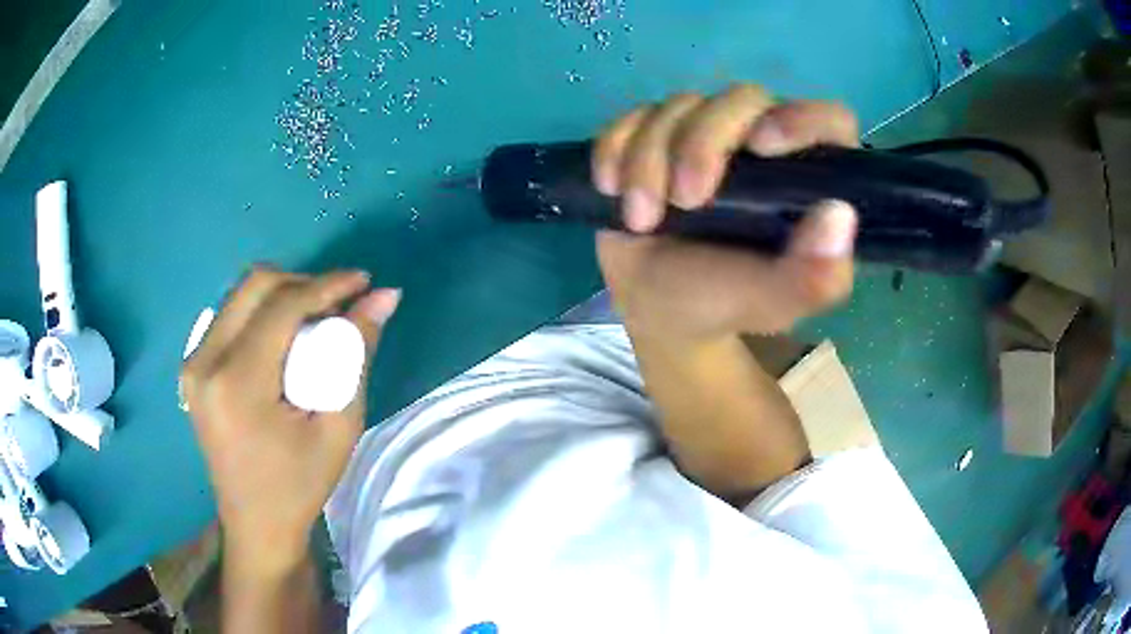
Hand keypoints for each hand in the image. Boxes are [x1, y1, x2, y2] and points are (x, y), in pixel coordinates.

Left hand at [180, 267, 399, 574]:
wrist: (256, 524)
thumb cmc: (300, 486)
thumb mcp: (338, 427)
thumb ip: (357, 355)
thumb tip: (384, 298)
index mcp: (237, 382)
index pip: (282, 305)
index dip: (327, 284)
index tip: (365, 281)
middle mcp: (205, 361)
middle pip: (255, 284)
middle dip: (303, 282)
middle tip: (340, 303)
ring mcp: (193, 362)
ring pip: (240, 294)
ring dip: (283, 295)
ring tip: (317, 319)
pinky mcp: (193, 367)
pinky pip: (230, 315)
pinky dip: (263, 312)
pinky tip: (285, 336)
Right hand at [591, 85, 859, 341]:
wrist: (656, 305)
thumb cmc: (724, 301)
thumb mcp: (773, 302)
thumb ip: (814, 276)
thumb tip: (839, 215)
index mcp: (805, 176)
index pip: (827, 120)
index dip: (802, 119)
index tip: (762, 147)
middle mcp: (760, 142)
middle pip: (741, 99)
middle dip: (702, 144)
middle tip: (684, 201)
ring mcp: (704, 133)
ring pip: (680, 106)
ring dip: (649, 159)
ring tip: (641, 219)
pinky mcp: (655, 135)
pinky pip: (632, 117)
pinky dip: (614, 148)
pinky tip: (612, 188)